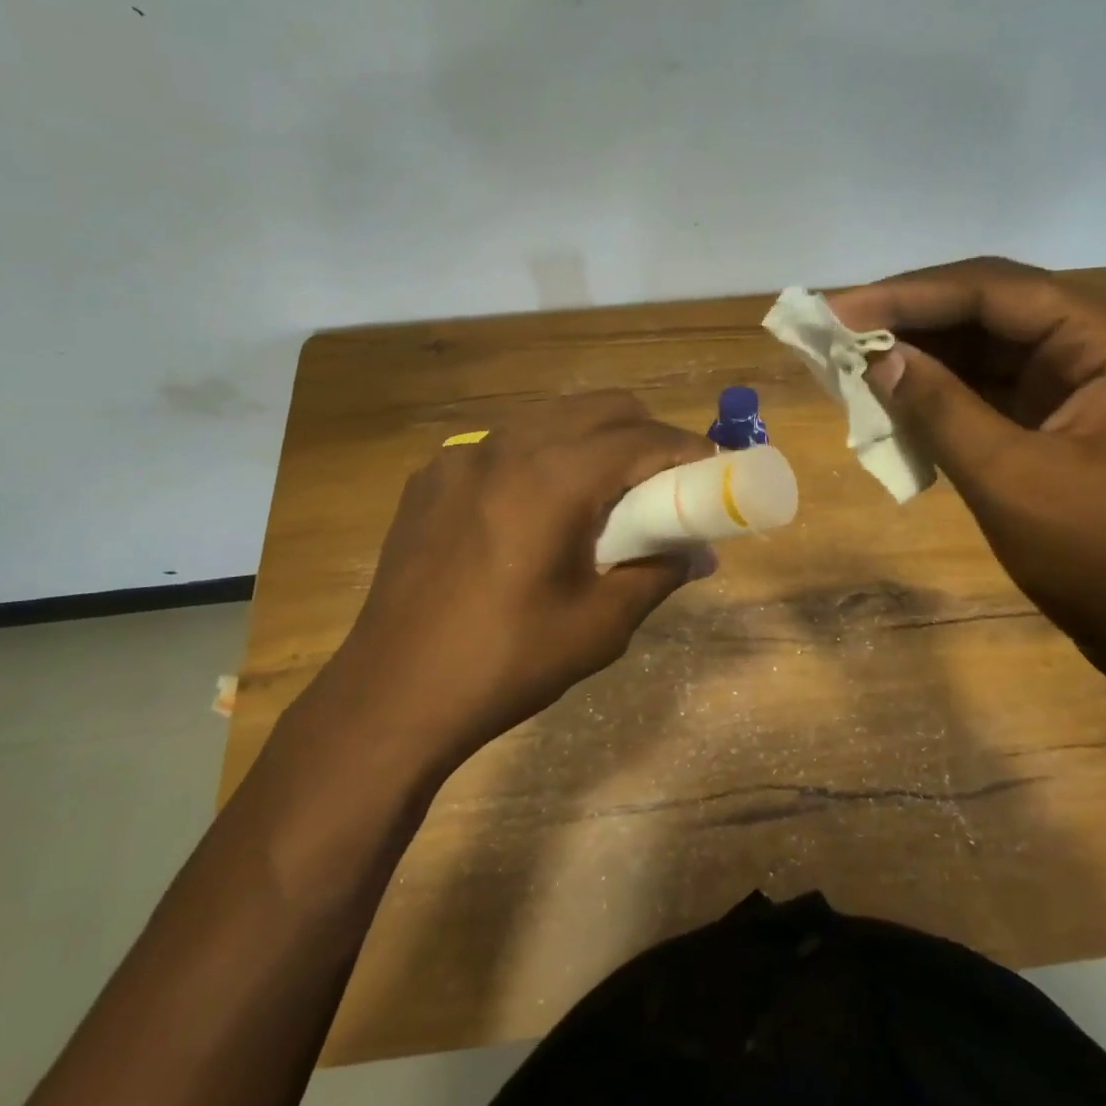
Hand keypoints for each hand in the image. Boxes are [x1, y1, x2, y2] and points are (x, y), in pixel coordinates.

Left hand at [314, 392, 717, 778]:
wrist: (392, 697)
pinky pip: (506, 444)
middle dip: (645, 434)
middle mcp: (507, 447)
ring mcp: (462, 456)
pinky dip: (542, 457)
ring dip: (594, 441)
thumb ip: (660, 572)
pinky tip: (537, 509)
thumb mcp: (601, 625)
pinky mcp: (431, 475)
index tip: (712, 469)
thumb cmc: (507, 663)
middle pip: (601, 408)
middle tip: (664, 482)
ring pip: (552, 418)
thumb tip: (701, 554)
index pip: (642, 437)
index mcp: (552, 479)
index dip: (687, 448)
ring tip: (604, 494)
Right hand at [828, 258, 1105, 695]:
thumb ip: (940, 409)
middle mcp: (1098, 351)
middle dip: (913, 321)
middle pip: (990, 313)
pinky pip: (991, 395)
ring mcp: (1080, 391)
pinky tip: (896, 401)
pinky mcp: (1061, 428)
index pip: (995, 292)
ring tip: (854, 362)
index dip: (910, 295)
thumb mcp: (1011, 479)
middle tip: (839, 331)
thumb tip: (876, 357)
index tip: (840, 311)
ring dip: (924, 358)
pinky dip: (943, 398)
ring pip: (987, 354)